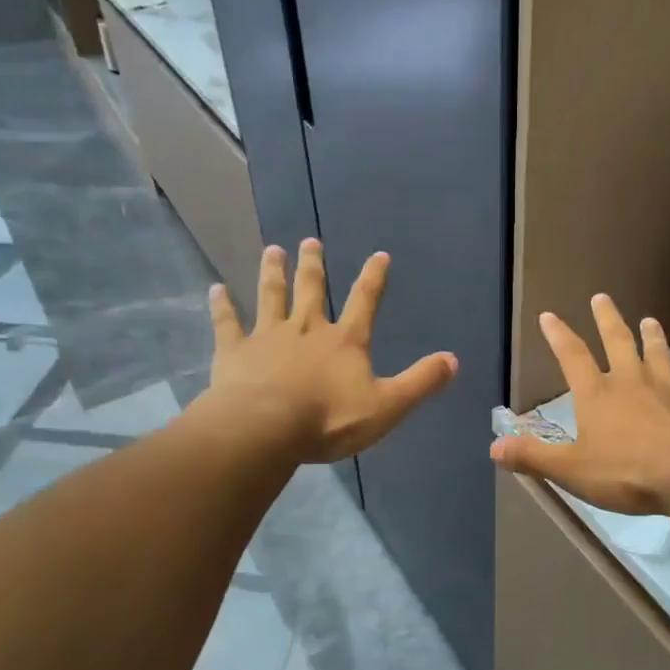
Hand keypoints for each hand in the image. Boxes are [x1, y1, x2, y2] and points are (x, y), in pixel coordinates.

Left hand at [207, 240, 456, 462]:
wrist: (265, 428)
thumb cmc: (329, 420)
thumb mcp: (387, 406)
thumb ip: (420, 382)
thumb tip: (454, 360)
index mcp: (345, 341)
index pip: (365, 301)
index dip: (374, 278)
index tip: (379, 254)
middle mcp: (307, 329)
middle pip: (311, 290)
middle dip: (313, 265)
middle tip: (309, 241)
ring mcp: (268, 336)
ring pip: (271, 296)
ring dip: (273, 273)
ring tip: (272, 250)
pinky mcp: (234, 350)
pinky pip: (227, 323)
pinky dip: (221, 305)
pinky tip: (215, 289)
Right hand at [490, 294, 669, 513]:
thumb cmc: (627, 473)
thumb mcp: (571, 470)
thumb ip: (533, 457)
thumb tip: (494, 448)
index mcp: (597, 395)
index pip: (572, 357)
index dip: (559, 335)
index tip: (549, 315)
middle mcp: (631, 382)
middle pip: (618, 342)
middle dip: (607, 319)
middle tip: (601, 297)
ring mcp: (667, 389)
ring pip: (657, 354)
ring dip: (652, 336)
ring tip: (649, 319)